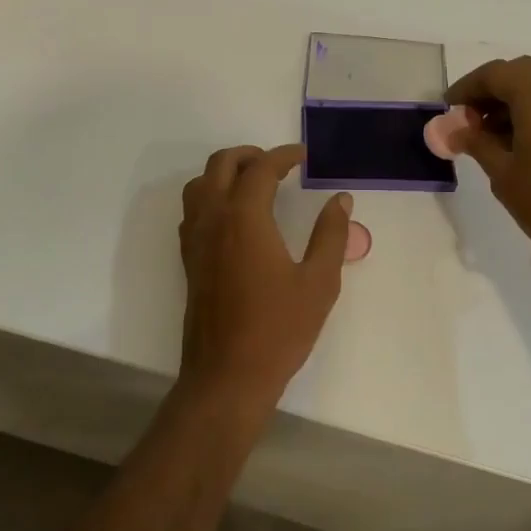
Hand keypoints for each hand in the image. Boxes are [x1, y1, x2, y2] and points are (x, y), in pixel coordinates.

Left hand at [177, 144, 351, 420]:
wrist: (227, 375)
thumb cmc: (278, 329)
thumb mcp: (318, 282)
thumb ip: (330, 235)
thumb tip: (341, 200)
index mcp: (244, 218)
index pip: (260, 169)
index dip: (283, 156)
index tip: (304, 156)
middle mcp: (213, 219)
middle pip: (220, 165)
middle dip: (249, 155)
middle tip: (278, 164)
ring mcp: (195, 240)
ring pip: (200, 185)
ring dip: (224, 172)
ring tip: (254, 183)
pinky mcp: (189, 260)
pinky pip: (193, 211)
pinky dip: (211, 196)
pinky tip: (234, 217)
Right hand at [446, 56, 530, 244]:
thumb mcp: (503, 172)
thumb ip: (476, 142)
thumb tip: (453, 130)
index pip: (493, 73)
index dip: (466, 88)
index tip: (448, 110)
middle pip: (520, 74)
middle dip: (491, 93)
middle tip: (469, 122)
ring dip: (514, 103)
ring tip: (492, 137)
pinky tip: (521, 142)